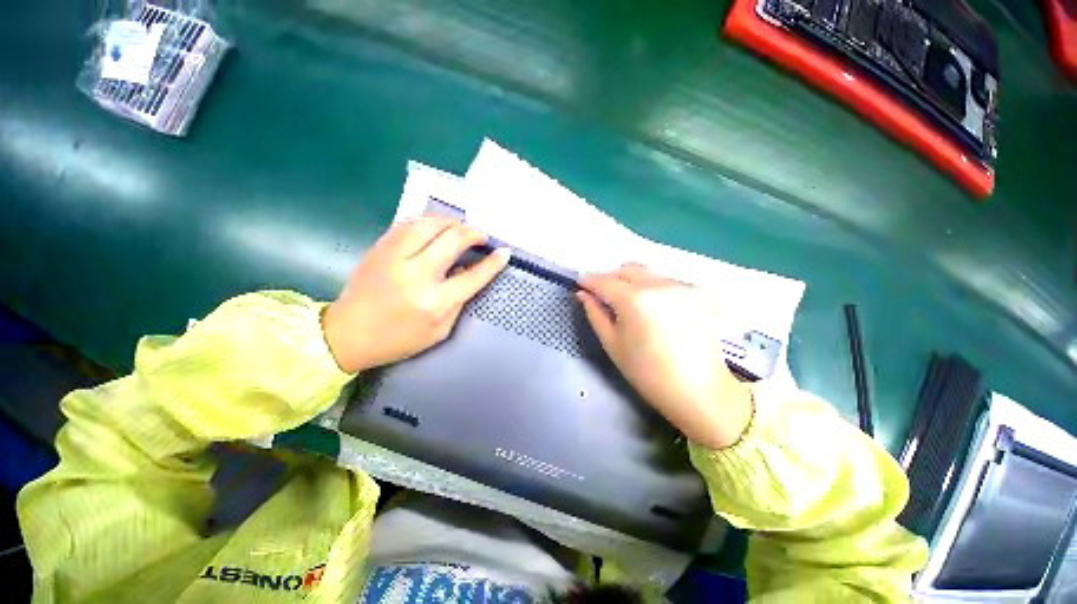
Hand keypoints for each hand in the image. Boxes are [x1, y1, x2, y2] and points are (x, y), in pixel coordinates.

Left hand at [322, 216, 509, 372]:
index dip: (493, 262)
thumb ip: (458, 301)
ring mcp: (395, 257)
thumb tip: (469, 274)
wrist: (347, 335)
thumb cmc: (398, 340)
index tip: (504, 252)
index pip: (473, 275)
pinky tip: (435, 227)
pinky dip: (428, 221)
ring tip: (460, 228)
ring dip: (451, 222)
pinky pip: (408, 224)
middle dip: (473, 233)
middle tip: (480, 236)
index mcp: (435, 303)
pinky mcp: (379, 248)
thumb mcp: (440, 331)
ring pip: (430, 224)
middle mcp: (417, 275)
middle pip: (453, 240)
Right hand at [578, 264, 752, 448]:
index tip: (581, 284)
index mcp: (634, 299)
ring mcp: (682, 286)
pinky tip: (653, 308)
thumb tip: (583, 294)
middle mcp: (659, 284)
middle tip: (603, 294)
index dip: (589, 281)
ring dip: (632, 281)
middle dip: (611, 277)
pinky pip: (666, 281)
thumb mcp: (613, 344)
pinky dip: (652, 288)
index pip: (604, 281)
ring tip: (629, 302)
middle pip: (628, 269)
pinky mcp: (697, 293)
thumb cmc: (647, 372)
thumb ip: (595, 314)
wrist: (699, 390)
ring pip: (648, 273)